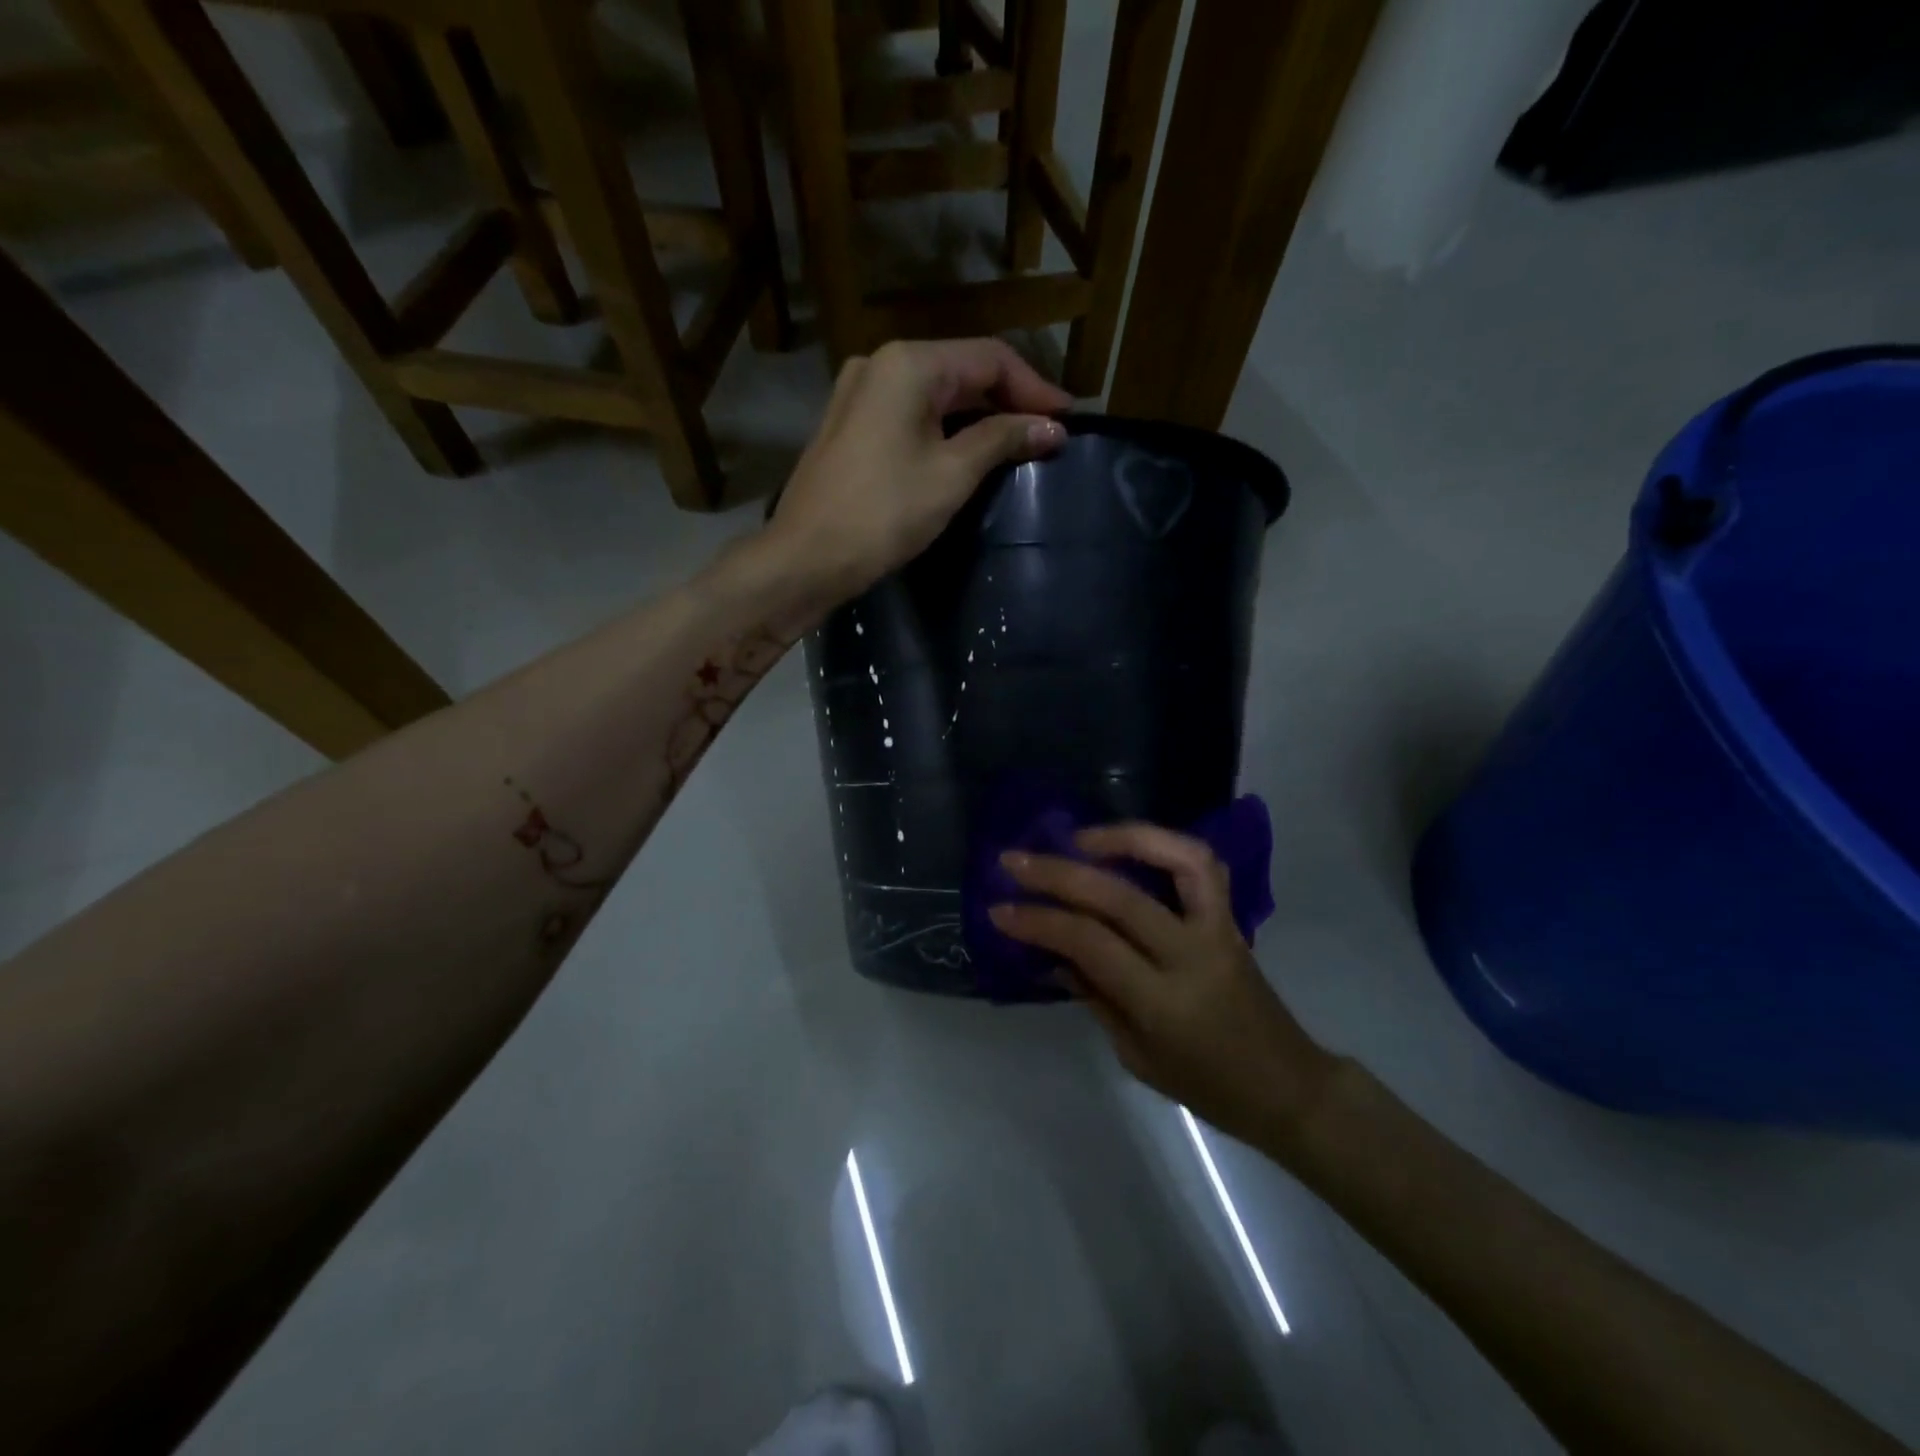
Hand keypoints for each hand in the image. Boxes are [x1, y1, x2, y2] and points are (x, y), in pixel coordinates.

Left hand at [765, 339, 1069, 602]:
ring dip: (979, 416)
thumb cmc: (884, 514)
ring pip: (936, 393)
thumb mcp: (952, 474)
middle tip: (1048, 433)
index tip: (1068, 420)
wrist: (807, 558)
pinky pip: (911, 414)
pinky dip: (946, 428)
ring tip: (1019, 443)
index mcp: (908, 363)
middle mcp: (880, 364)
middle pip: (962, 370)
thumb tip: (1052, 428)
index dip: (1035, 388)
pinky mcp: (851, 425)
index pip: (989, 359)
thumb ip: (1003, 440)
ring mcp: (860, 393)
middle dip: (1009, 400)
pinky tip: (971, 450)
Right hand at [992, 824, 1335, 1150]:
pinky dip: (1163, 843)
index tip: (1000, 909)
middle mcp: (1191, 955)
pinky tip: (1128, 844)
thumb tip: (1052, 949)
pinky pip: (1201, 865)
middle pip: (1119, 897)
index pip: (1090, 944)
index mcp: (1162, 1002)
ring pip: (1177, 860)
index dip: (1040, 921)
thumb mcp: (1136, 1055)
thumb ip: (1094, 995)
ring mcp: (1217, 929)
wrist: (1287, 1086)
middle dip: (1058, 873)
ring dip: (1123, 838)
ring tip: (1079, 837)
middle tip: (1014, 860)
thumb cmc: (1206, 1086)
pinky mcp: (1231, 917)